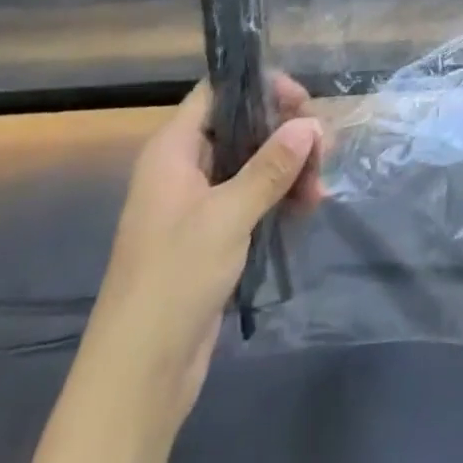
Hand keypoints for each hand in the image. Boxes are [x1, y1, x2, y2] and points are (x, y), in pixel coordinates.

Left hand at [32, 76, 324, 462]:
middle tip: (324, 147)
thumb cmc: (174, 278)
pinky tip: (308, 208)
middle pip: (242, 126)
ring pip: (252, 164)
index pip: (218, 92)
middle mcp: (184, 167)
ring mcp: (198, 203)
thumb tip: (311, 125)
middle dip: (285, 133)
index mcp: (173, 150)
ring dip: (289, 169)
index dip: (260, 86)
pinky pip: (251, 198)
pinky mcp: (212, 236)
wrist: (138, 376)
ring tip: (320, 189)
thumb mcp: (227, 215)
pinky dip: (279, 197)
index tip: (301, 101)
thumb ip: (271, 166)